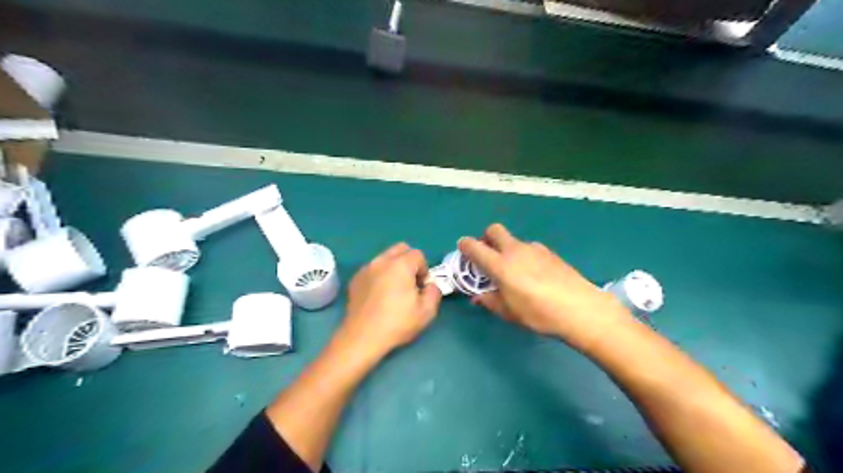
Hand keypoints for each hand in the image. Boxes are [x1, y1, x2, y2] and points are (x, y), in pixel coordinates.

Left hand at [336, 246, 440, 359]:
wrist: (362, 337)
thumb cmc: (397, 323)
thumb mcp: (427, 312)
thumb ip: (434, 292)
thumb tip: (430, 285)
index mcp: (400, 265)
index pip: (418, 254)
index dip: (424, 270)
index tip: (421, 287)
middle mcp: (382, 261)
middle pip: (400, 249)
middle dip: (409, 262)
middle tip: (410, 283)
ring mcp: (366, 269)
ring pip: (385, 258)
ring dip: (393, 268)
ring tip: (393, 290)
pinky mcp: (355, 279)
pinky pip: (372, 269)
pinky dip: (379, 275)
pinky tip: (378, 296)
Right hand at [460, 224, 632, 350]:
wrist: (580, 308)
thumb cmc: (538, 313)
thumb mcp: (509, 312)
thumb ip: (489, 301)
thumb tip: (478, 296)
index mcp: (500, 265)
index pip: (474, 246)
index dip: (464, 246)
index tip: (463, 251)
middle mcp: (514, 250)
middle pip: (494, 230)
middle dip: (486, 238)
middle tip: (488, 255)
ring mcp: (534, 248)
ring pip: (513, 240)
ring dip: (507, 248)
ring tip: (514, 271)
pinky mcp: (549, 252)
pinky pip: (529, 248)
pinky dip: (524, 255)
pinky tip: (534, 274)